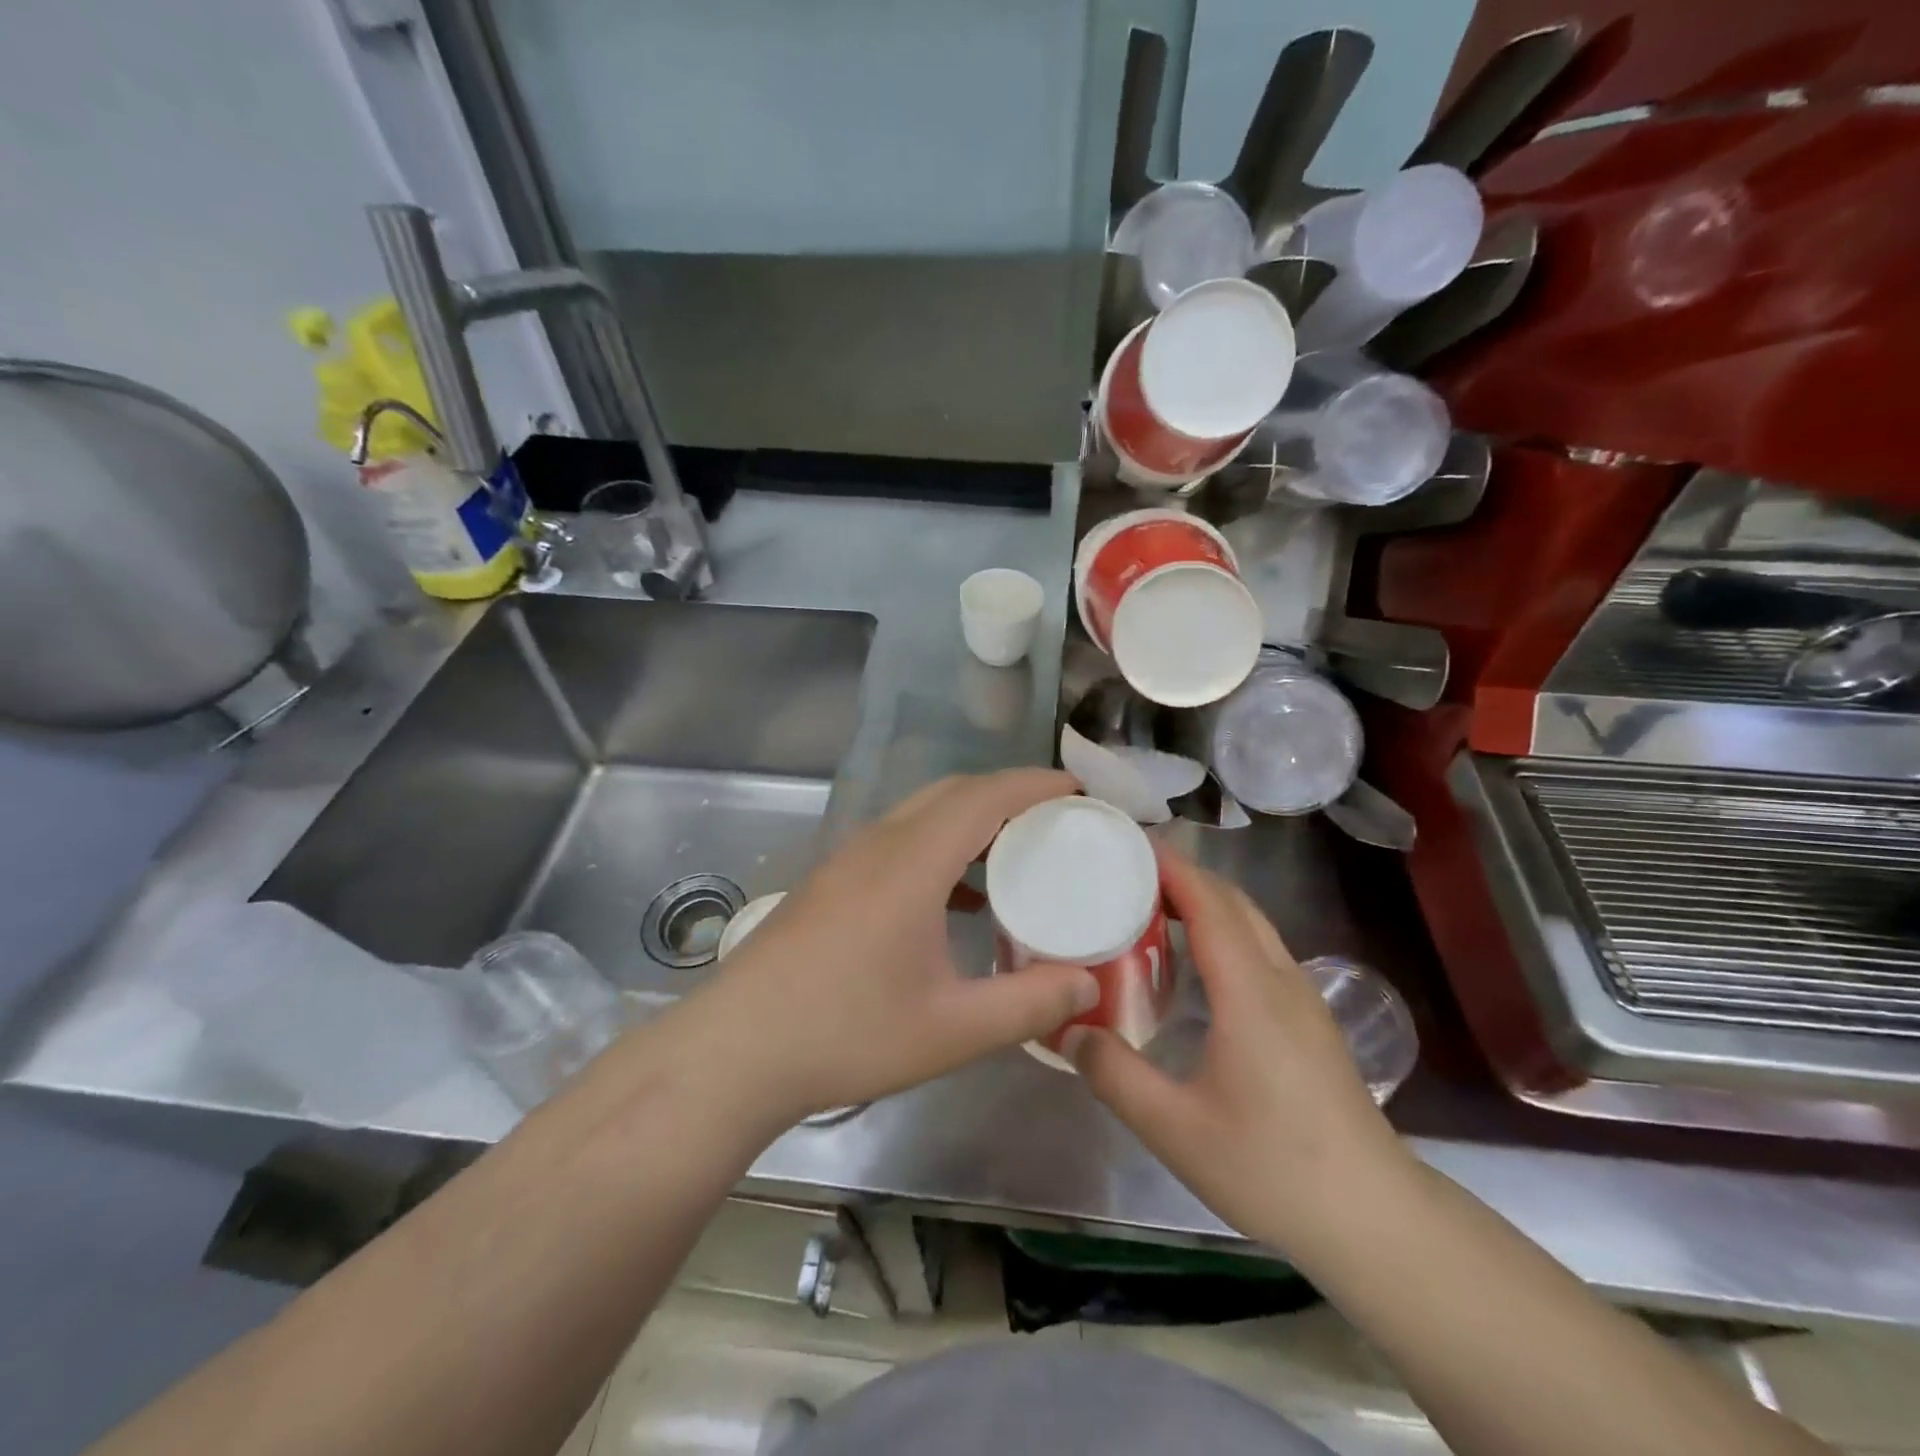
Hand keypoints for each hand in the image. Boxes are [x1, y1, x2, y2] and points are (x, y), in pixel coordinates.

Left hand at [671, 770, 1099, 1126]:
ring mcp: (848, 859)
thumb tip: (1088, 984)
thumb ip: (1028, 1005)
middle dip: (1009, 793)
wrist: (736, 1050)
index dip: (1035, 785)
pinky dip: (940, 844)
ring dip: (971, 817)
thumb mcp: (951, 1030)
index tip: (1079, 791)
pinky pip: (899, 838)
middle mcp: (879, 844)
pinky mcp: (831, 881)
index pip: (984, 796)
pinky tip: (956, 895)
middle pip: (953, 792)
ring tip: (1015, 851)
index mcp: (912, 862)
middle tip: (1057, 819)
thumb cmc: (846, 1033)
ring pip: (921, 812)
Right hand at [1068, 844, 1409, 1251]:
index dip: (1171, 866)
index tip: (1128, 843)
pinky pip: (1260, 949)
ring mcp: (1302, 998)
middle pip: (1233, 902)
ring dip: (1205, 901)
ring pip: (1251, 923)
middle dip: (1183, 875)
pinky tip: (1195, 962)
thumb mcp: (1176, 1129)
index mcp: (1250, 993)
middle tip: (1127, 873)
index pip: (1209, 904)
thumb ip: (1115, 1075)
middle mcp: (1280, 980)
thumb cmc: (1273, 1168)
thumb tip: (1070, 1029)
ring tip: (1151, 908)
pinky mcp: (1309, 1019)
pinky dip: (1223, 929)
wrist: (1373, 1217)